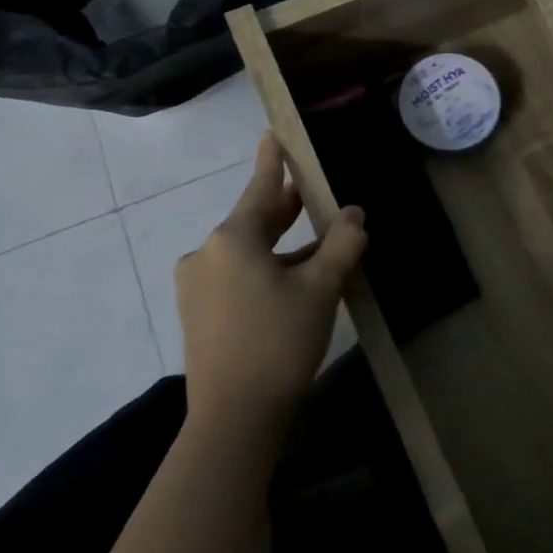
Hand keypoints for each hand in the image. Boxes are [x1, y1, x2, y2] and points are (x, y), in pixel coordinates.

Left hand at [174, 133, 366, 435]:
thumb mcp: (321, 288)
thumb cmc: (278, 343)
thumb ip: (342, 243)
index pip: (260, 187)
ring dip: (282, 244)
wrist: (233, 421)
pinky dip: (267, 268)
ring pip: (248, 250)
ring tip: (317, 240)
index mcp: (232, 239)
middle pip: (254, 219)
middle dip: (285, 205)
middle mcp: (207, 254)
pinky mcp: (199, 314)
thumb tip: (354, 214)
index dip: (272, 159)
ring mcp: (198, 286)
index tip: (273, 131)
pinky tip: (295, 280)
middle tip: (311, 187)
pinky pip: (238, 275)